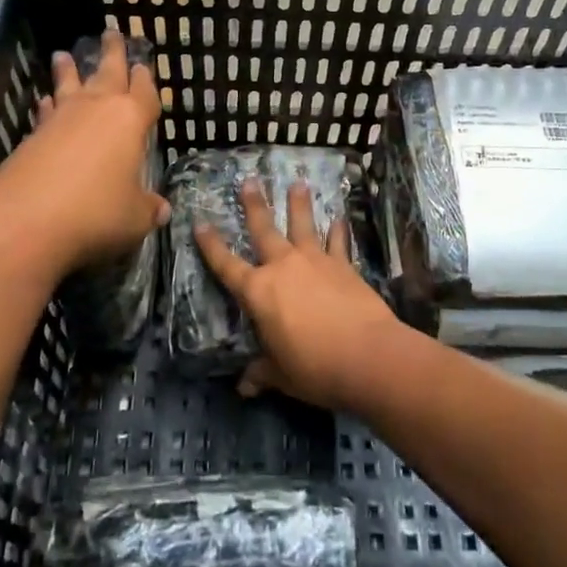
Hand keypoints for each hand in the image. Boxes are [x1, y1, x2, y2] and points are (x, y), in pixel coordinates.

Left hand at [0, 29, 168, 276]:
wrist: (26, 219)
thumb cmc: (95, 211)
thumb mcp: (133, 217)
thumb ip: (148, 209)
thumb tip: (162, 210)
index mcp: (130, 120)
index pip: (145, 92)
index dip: (146, 80)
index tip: (144, 65)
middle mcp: (97, 109)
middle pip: (108, 73)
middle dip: (113, 53)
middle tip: (112, 33)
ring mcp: (62, 118)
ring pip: (70, 85)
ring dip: (70, 70)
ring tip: (64, 55)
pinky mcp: (33, 135)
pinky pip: (47, 111)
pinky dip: (48, 104)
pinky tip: (44, 100)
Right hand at [194, 178, 402, 410]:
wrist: (367, 356)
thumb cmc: (315, 368)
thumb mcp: (282, 375)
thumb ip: (263, 372)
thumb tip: (245, 386)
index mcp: (258, 293)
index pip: (226, 265)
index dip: (211, 245)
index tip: (199, 223)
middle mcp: (283, 267)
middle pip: (264, 230)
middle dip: (255, 205)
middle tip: (249, 181)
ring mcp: (315, 261)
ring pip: (303, 225)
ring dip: (299, 204)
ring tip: (298, 183)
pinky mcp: (343, 265)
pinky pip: (338, 242)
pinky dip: (339, 230)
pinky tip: (340, 218)